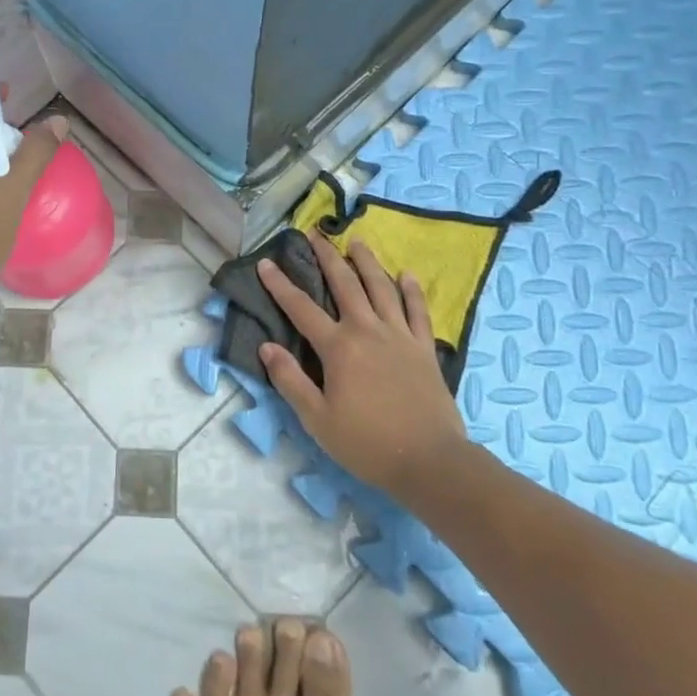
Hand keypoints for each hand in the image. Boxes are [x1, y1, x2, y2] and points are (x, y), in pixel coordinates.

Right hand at [256, 232, 469, 497]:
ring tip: (357, 241)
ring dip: (367, 261)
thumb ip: (290, 380)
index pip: (301, 308)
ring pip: (381, 287)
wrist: (430, 461)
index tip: (266, 263)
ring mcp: (400, 336)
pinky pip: (418, 311)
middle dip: (327, 256)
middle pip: (345, 283)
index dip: (280, 285)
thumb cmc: (367, 443)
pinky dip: (412, 290)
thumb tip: (267, 345)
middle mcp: (367, 330)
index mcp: (338, 347)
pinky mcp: (425, 348)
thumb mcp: (317, 419)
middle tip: (315, 234)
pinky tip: (407, 275)